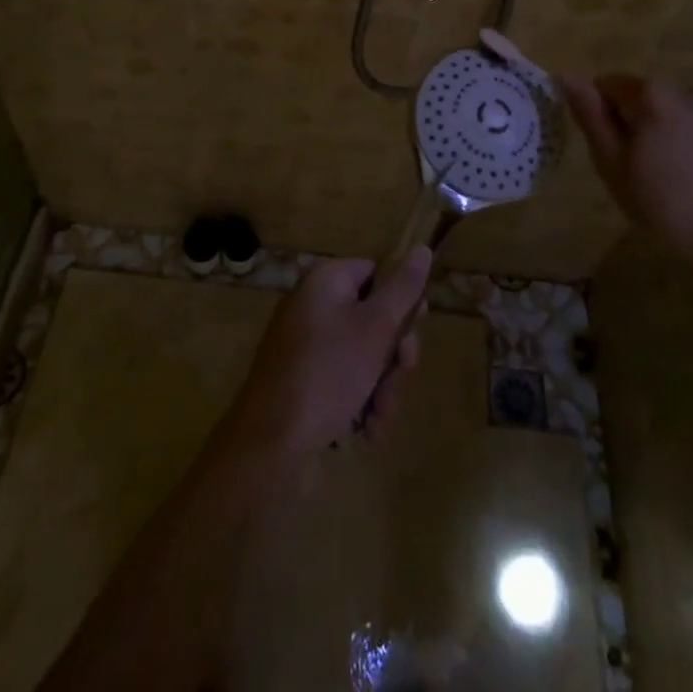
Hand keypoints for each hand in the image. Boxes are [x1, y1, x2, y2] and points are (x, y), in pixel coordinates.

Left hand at [224, 248, 431, 459]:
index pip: (377, 274)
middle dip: (394, 359)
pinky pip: (346, 380)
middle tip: (396, 383)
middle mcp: (315, 306)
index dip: (400, 304)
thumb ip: (403, 289)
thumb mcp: (374, 327)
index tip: (411, 336)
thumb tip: (422, 248)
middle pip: (375, 318)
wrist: (270, 444)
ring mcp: (308, 345)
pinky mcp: (305, 380)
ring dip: (382, 388)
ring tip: (378, 420)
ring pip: (366, 356)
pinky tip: (366, 430)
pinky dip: (362, 403)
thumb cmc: (327, 373)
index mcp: (326, 281)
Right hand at [564, 75, 692, 285]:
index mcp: (653, 98)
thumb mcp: (612, 165)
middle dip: (640, 123)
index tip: (608, 147)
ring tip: (676, 180)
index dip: (601, 113)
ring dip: (674, 135)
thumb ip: (590, 116)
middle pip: (651, 100)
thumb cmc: (663, 207)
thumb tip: (567, 76)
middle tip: (639, 168)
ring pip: (686, 117)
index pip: (610, 85)